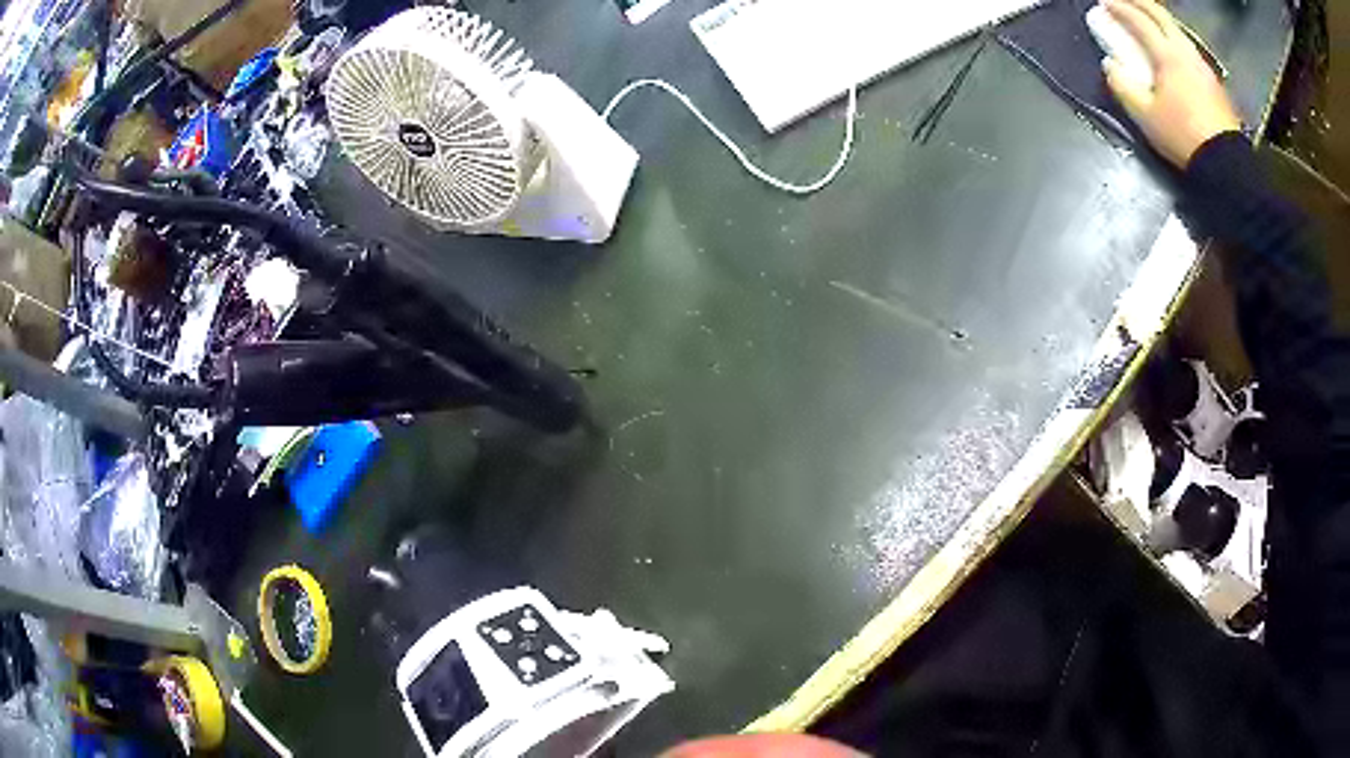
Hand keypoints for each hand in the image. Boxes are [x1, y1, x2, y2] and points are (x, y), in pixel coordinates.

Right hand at [1102, 0, 1241, 166]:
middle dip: (1139, 3)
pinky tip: (1172, 47)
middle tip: (1125, 1)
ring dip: (1159, 18)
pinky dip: (1174, 37)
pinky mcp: (1214, 81)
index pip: (1138, 20)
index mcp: (1167, 55)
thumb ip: (1123, 87)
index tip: (1105, 2)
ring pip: (1177, 28)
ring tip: (1148, 20)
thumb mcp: (1146, 117)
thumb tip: (1111, 66)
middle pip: (1160, 14)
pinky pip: (1189, 47)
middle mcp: (1185, 51)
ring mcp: (1202, 65)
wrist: (1227, 164)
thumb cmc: (1184, 138)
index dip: (1119, 7)